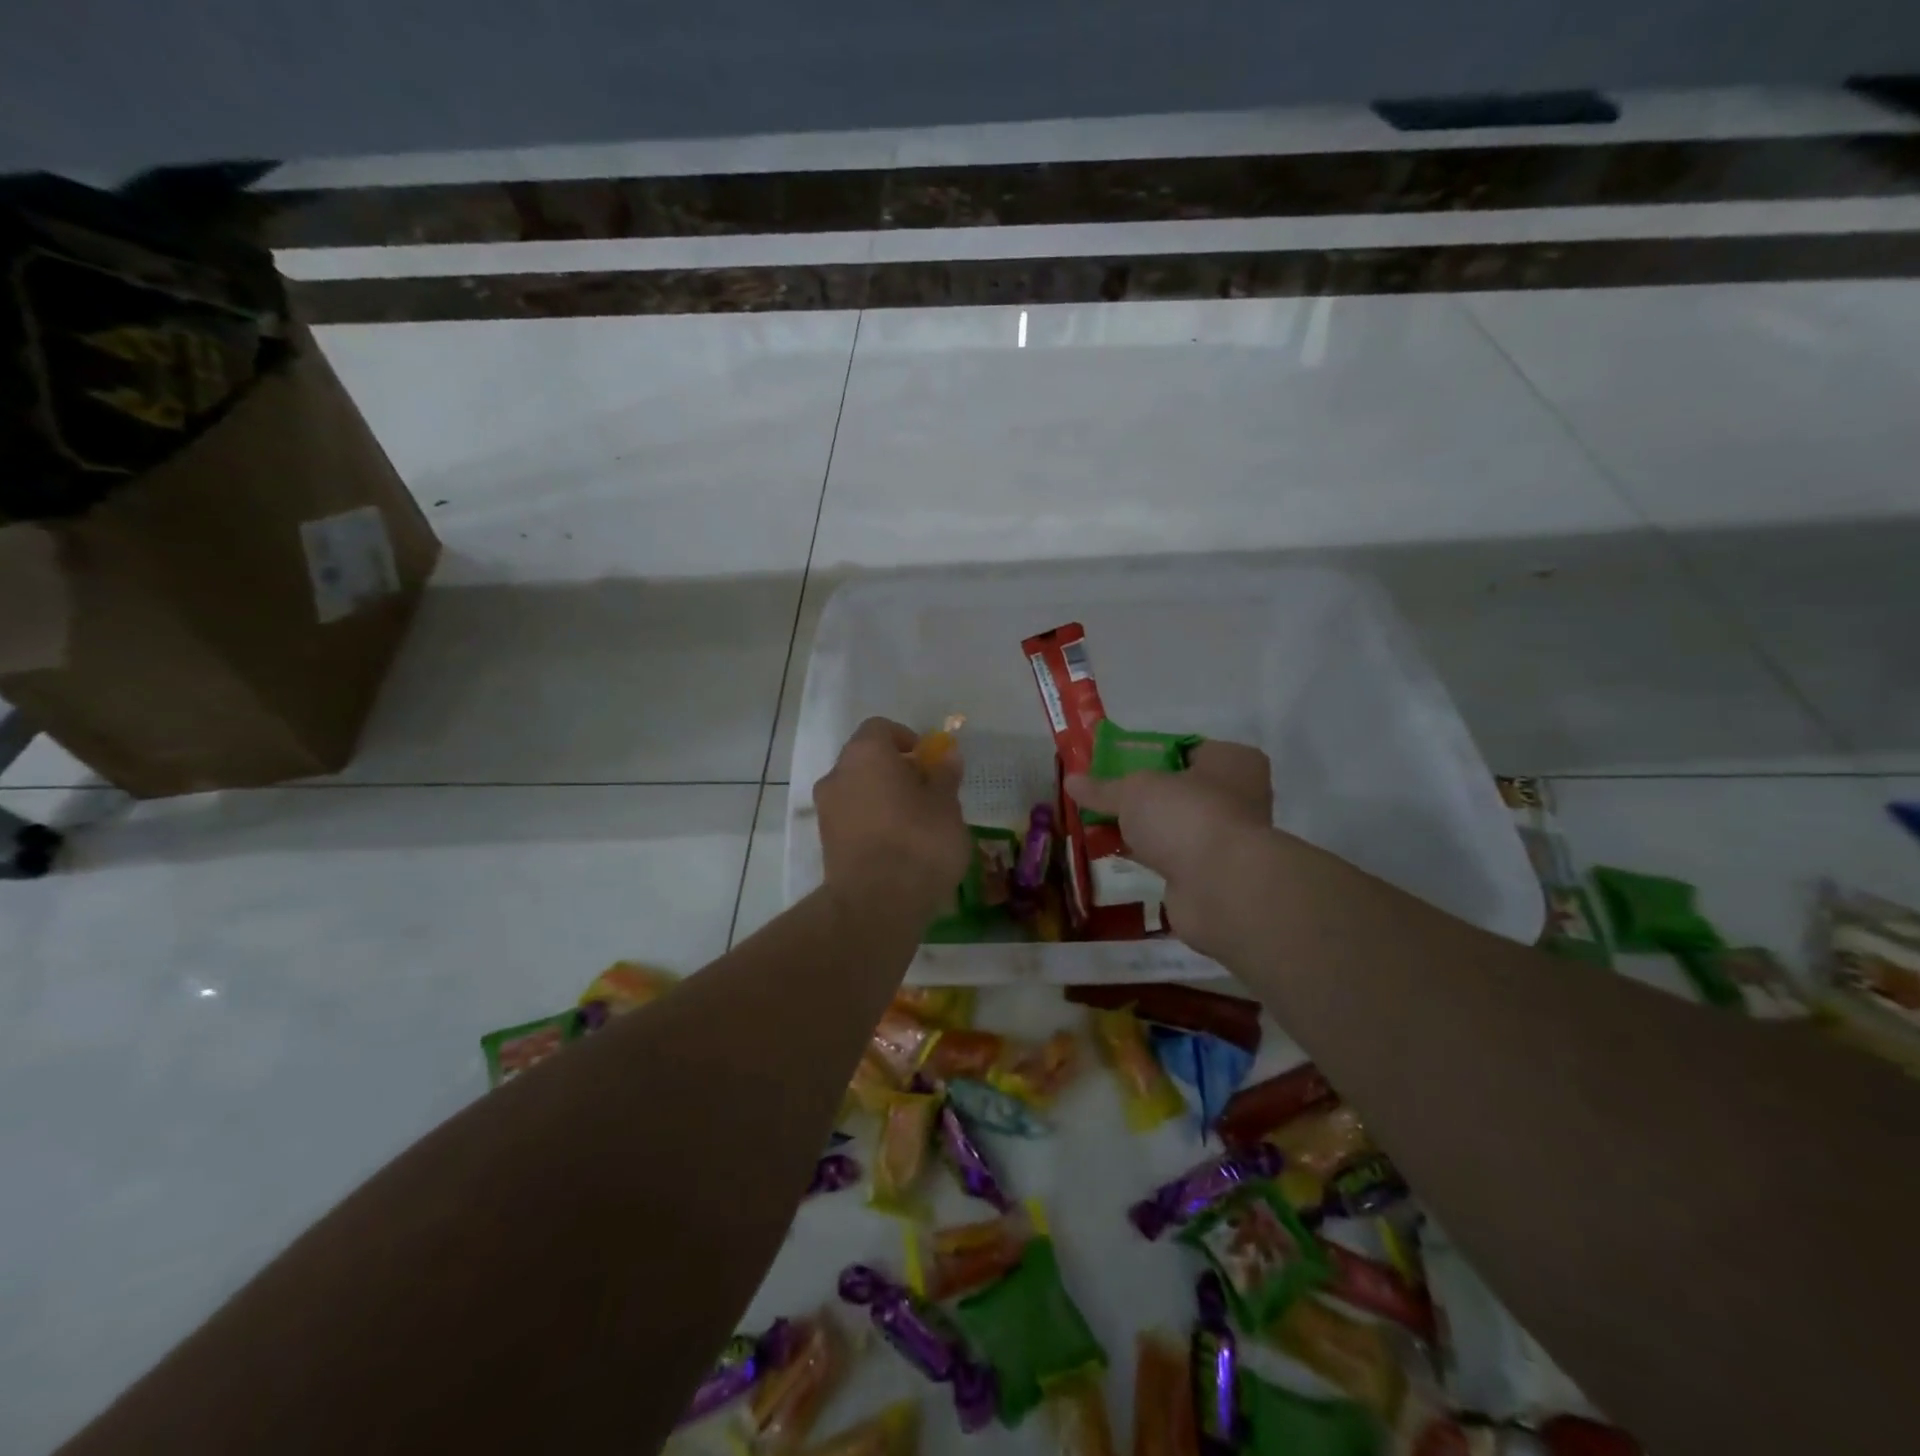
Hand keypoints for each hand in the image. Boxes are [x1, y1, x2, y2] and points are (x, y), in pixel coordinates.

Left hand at [815, 718, 971, 917]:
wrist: (876, 904)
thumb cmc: (918, 842)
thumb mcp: (946, 805)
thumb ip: (944, 776)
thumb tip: (947, 756)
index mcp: (866, 753)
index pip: (880, 728)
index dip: (906, 739)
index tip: (927, 760)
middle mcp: (838, 774)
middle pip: (866, 760)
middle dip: (895, 770)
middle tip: (927, 793)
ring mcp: (826, 810)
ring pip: (858, 791)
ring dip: (882, 798)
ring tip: (915, 825)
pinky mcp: (825, 843)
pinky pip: (852, 819)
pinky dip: (872, 823)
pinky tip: (897, 848)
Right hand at [1066, 739, 1272, 954]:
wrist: (1220, 888)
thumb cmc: (1186, 816)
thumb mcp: (1134, 790)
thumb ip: (1103, 788)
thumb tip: (1070, 781)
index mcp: (1232, 761)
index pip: (1186, 749)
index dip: (1149, 753)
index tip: (1114, 761)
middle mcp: (1237, 796)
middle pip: (1177, 788)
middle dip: (1140, 794)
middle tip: (1101, 793)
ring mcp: (1225, 838)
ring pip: (1172, 824)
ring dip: (1141, 827)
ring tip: (1096, 823)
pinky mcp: (1210, 874)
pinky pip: (1170, 855)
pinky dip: (1146, 854)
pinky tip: (1112, 852)